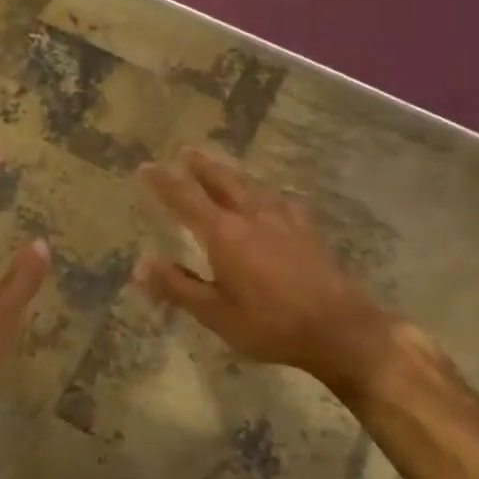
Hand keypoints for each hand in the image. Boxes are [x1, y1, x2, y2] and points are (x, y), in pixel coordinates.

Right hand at [138, 149, 397, 392]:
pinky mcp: (306, 228)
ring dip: (230, 173)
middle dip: (201, 165)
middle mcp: (252, 215)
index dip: (163, 183)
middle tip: (186, 151)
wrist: (338, 327)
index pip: (185, 199)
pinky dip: (262, 192)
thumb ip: (178, 286)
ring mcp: (283, 218)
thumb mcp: (216, 313)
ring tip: (220, 168)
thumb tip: (140, 266)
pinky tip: (268, 199)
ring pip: (250, 185)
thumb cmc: (270, 324)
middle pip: (222, 180)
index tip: (145, 168)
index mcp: (224, 233)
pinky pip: (278, 199)